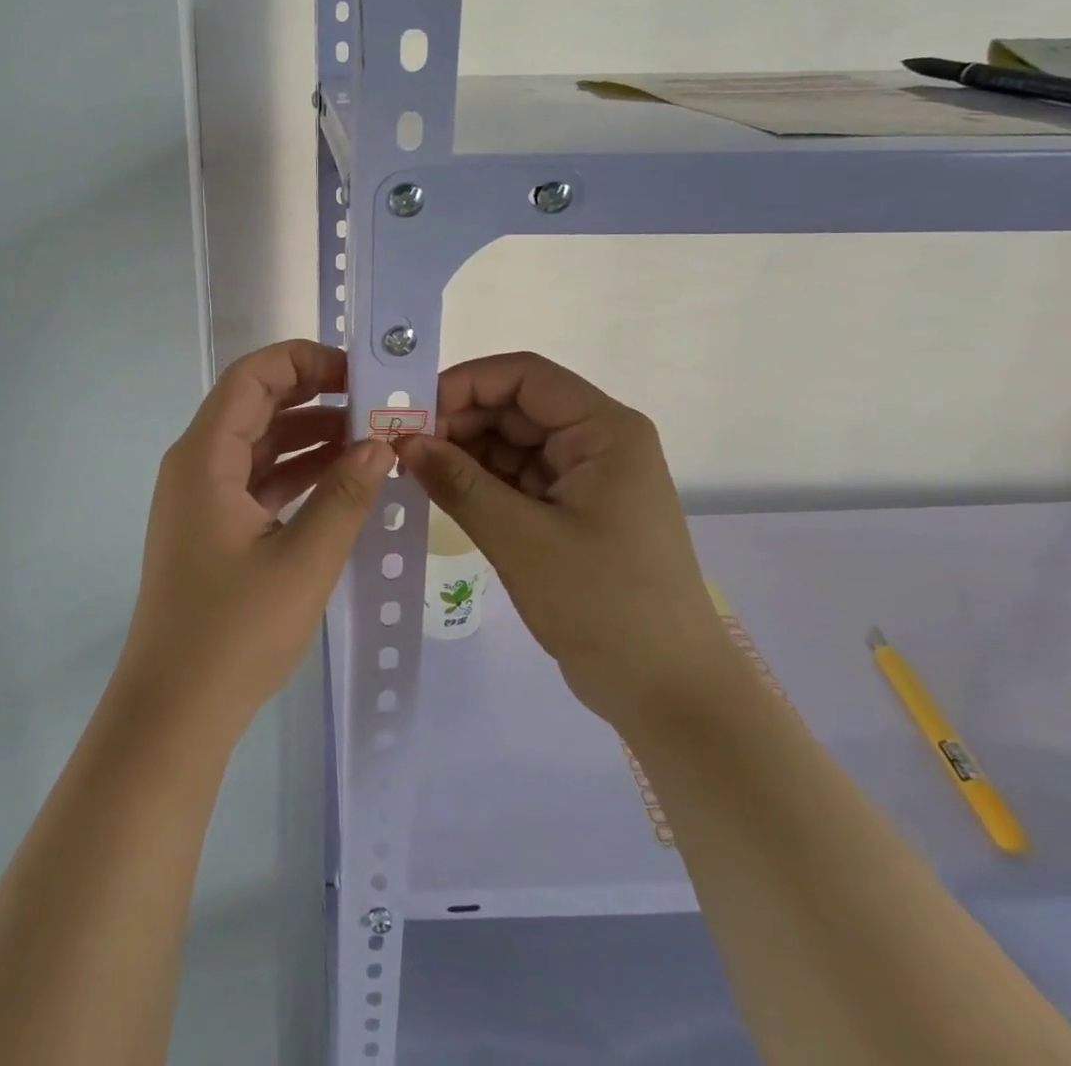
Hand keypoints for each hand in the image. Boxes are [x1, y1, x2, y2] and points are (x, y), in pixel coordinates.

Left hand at [115, 339, 393, 739]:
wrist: (174, 711)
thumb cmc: (234, 632)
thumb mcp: (304, 560)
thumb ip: (346, 495)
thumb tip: (382, 443)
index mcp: (204, 458)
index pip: (251, 377)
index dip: (303, 361)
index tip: (357, 373)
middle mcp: (196, 465)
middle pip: (256, 405)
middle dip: (315, 395)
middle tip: (374, 401)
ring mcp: (202, 498)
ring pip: (260, 443)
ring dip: (311, 436)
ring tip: (371, 438)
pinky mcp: (214, 528)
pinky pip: (259, 480)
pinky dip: (298, 473)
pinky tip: (343, 479)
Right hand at [401, 352, 734, 733]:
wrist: (669, 693)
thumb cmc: (604, 605)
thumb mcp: (521, 539)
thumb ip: (459, 484)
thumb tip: (403, 442)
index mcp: (604, 431)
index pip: (525, 377)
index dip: (465, 383)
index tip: (412, 412)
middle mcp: (598, 442)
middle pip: (517, 409)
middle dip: (459, 421)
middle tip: (401, 447)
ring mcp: (586, 479)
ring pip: (513, 445)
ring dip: (465, 453)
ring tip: (412, 470)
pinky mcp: (573, 512)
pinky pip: (519, 480)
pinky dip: (482, 483)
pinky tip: (442, 492)